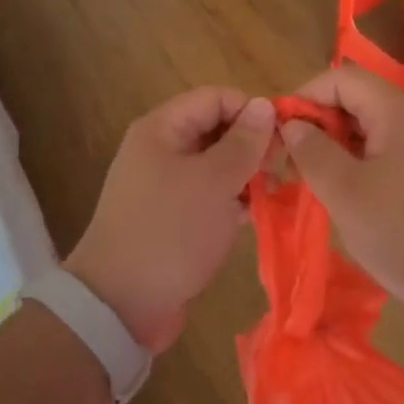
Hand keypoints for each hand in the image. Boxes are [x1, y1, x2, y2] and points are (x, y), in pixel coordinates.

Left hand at [65, 88, 275, 350]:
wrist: (121, 305)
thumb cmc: (170, 231)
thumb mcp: (214, 182)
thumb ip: (243, 142)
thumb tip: (264, 104)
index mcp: (162, 128)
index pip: (216, 97)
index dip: (251, 110)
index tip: (283, 137)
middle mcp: (161, 148)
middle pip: (216, 128)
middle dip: (251, 144)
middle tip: (282, 168)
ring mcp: (165, 184)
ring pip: (215, 164)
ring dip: (245, 174)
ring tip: (275, 192)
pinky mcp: (173, 217)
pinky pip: (208, 194)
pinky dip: (232, 199)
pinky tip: (256, 214)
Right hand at [278, 65, 403, 325]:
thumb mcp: (348, 195)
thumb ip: (314, 153)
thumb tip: (293, 124)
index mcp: (395, 109)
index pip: (339, 78)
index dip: (304, 98)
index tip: (280, 136)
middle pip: (356, 103)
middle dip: (319, 128)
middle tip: (292, 167)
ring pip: (372, 133)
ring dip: (340, 153)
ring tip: (317, 189)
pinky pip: (392, 157)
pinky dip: (365, 170)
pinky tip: (355, 206)